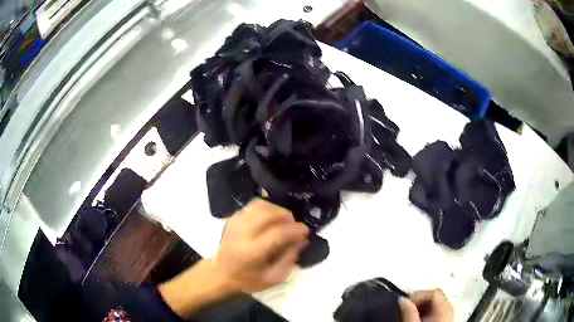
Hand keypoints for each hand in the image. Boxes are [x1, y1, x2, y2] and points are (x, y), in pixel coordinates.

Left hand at [212, 198, 308, 291]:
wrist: (220, 274)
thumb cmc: (247, 280)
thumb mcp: (272, 278)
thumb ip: (288, 259)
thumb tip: (301, 241)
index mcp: (253, 251)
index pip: (278, 233)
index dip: (295, 230)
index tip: (305, 231)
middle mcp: (243, 234)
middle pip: (268, 214)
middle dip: (286, 216)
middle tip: (294, 225)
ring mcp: (236, 224)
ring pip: (259, 206)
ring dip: (276, 209)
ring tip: (284, 219)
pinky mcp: (232, 220)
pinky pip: (251, 206)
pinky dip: (265, 208)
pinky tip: (270, 217)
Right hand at [399, 289, 452, 321]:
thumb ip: (408, 313)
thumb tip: (402, 299)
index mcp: (445, 308)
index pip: (433, 293)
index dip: (417, 296)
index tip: (404, 305)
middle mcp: (448, 309)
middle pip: (434, 297)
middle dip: (418, 301)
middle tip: (405, 309)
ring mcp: (447, 315)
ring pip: (434, 304)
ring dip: (420, 307)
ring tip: (409, 315)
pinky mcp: (444, 321)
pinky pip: (434, 311)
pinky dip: (424, 313)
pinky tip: (417, 320)